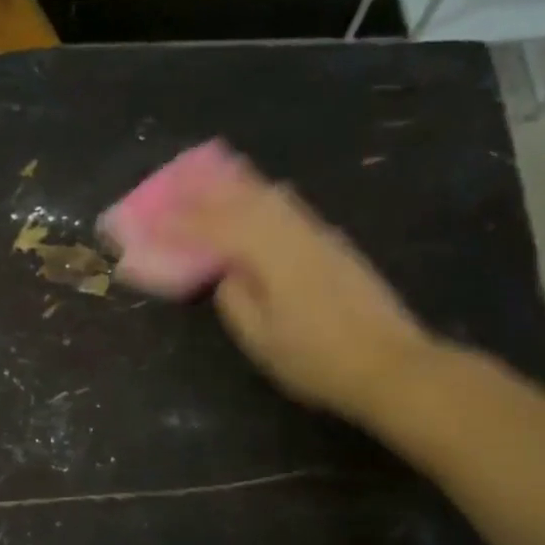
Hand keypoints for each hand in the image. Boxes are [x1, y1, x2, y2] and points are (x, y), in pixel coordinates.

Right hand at [179, 171, 435, 423]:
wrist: (391, 365)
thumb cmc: (317, 361)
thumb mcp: (262, 341)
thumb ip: (235, 301)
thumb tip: (225, 274)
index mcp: (272, 256)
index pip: (217, 227)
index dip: (182, 222)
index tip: (153, 219)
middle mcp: (296, 234)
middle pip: (247, 198)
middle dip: (208, 190)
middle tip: (178, 181)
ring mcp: (321, 236)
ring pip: (273, 197)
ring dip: (239, 186)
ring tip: (212, 179)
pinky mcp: (335, 246)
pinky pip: (290, 208)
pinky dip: (264, 198)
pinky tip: (258, 202)